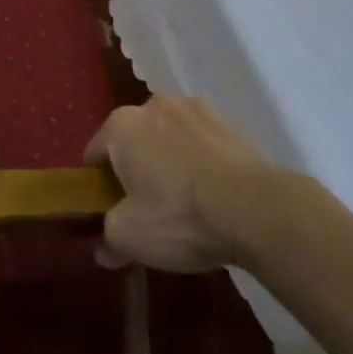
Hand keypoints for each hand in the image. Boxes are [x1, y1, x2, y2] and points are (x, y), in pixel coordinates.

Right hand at [84, 95, 277, 271]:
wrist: (257, 209)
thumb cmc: (180, 216)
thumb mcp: (131, 237)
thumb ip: (108, 237)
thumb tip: (103, 248)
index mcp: (121, 125)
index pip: (95, 152)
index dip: (98, 183)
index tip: (109, 209)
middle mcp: (153, 105)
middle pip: (133, 139)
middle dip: (135, 167)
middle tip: (146, 207)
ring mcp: (194, 108)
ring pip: (169, 136)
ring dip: (169, 158)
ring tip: (185, 200)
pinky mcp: (229, 121)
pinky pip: (201, 141)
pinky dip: (200, 159)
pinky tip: (213, 192)